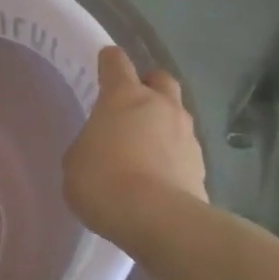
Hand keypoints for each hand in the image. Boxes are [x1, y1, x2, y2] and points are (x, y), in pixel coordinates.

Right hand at [64, 48, 207, 232]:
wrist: (158, 219)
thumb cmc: (104, 180)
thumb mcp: (76, 160)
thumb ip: (89, 144)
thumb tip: (101, 147)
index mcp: (124, 97)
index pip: (116, 63)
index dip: (108, 60)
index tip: (103, 62)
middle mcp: (160, 106)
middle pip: (160, 79)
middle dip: (148, 84)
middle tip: (132, 102)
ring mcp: (187, 135)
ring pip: (176, 115)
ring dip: (162, 123)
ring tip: (144, 146)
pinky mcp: (202, 166)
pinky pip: (183, 149)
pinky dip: (172, 155)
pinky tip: (157, 175)